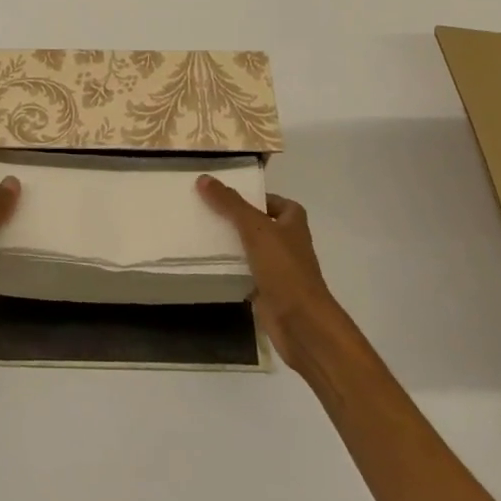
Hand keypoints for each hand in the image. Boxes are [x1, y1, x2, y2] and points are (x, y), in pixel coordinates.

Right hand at [197, 176, 337, 363]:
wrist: (301, 322)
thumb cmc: (284, 268)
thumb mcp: (255, 228)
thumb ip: (230, 204)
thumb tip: (204, 177)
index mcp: (292, 222)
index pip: (273, 201)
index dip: (253, 196)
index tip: (224, 194)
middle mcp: (287, 242)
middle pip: (258, 224)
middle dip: (234, 219)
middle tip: (204, 211)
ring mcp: (278, 268)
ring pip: (249, 249)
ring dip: (230, 244)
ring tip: (199, 233)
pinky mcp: (266, 290)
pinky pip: (244, 273)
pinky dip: (229, 269)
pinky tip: (207, 264)